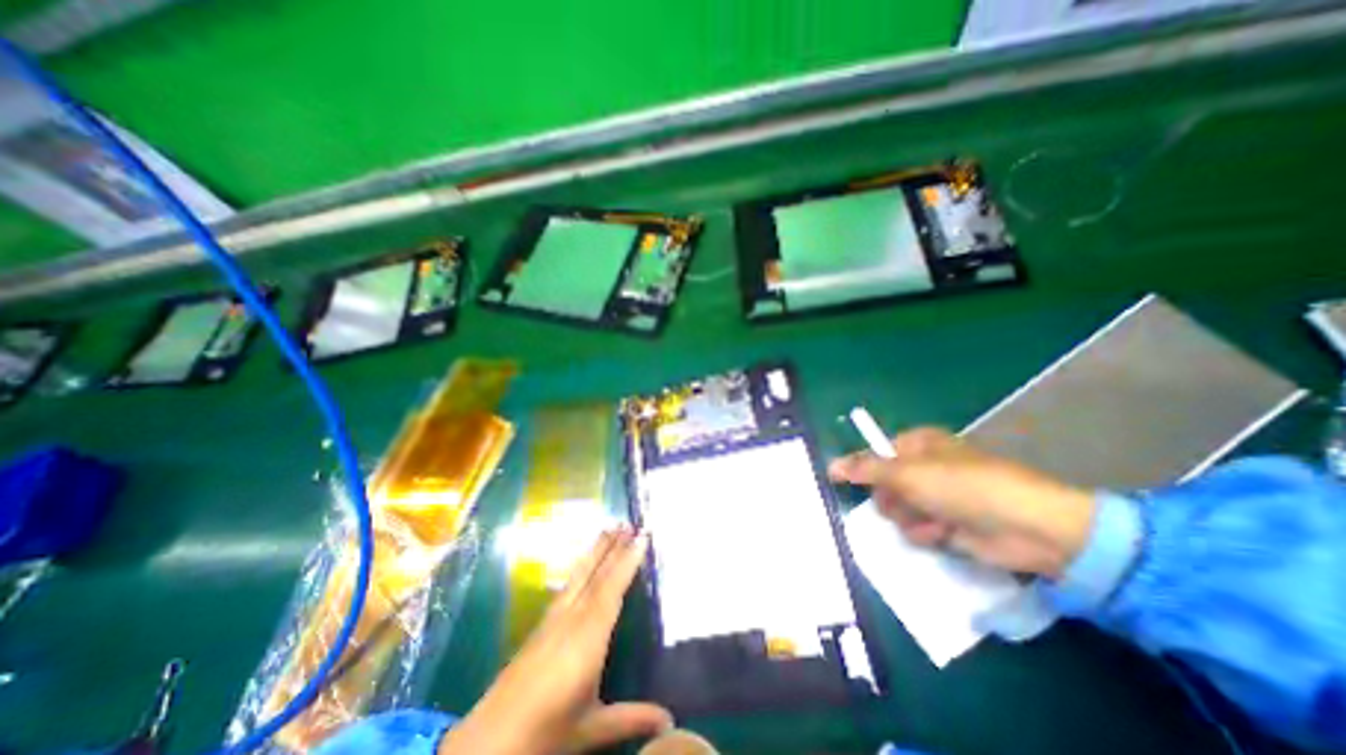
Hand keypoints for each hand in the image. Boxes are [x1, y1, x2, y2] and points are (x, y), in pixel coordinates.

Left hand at [442, 527, 671, 754]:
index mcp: (587, 637)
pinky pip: (567, 586)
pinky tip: (583, 564)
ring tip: (609, 529)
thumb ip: (631, 719)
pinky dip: (580, 568)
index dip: (628, 561)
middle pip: (595, 575)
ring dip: (596, 551)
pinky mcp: (541, 626)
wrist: (486, 744)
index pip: (611, 589)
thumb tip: (670, 722)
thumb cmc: (544, 732)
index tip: (642, 536)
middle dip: (613, 547)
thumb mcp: (591, 729)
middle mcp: (571, 619)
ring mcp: (553, 619)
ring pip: (579, 576)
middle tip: (628, 522)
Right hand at [825, 426, 1098, 578]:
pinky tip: (943, 534)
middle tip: (903, 501)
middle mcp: (925, 467)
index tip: (846, 482)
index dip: (863, 468)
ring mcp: (937, 496)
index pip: (876, 453)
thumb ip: (865, 470)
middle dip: (891, 498)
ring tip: (931, 520)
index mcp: (917, 444)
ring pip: (898, 508)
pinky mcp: (949, 523)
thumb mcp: (906, 474)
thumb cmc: (962, 487)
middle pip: (884, 483)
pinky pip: (918, 528)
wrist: (1029, 528)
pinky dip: (926, 532)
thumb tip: (830, 465)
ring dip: (909, 518)